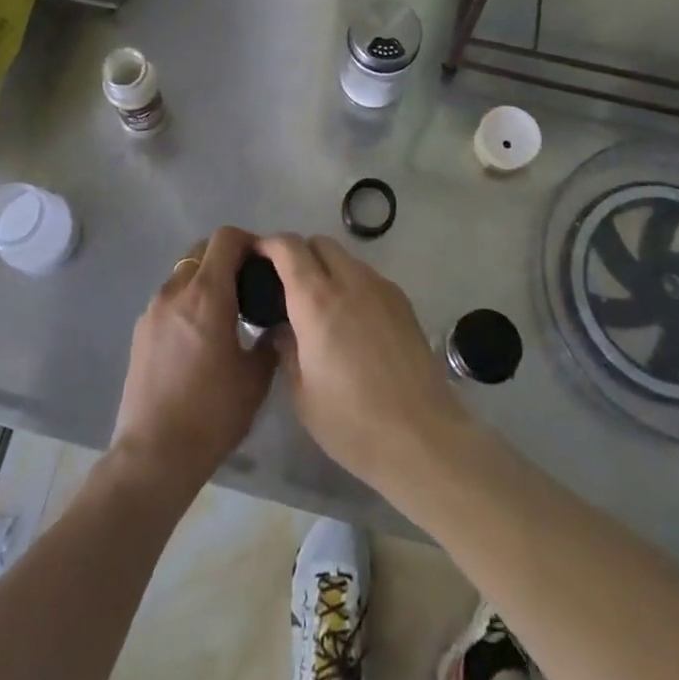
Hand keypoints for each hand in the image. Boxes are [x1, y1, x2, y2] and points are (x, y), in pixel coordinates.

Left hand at [110, 225, 274, 497]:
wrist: (153, 456)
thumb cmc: (211, 415)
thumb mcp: (255, 379)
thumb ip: (269, 341)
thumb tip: (275, 324)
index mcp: (206, 294)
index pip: (226, 238)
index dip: (249, 242)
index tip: (265, 264)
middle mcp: (175, 291)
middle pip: (202, 250)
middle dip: (227, 258)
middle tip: (248, 287)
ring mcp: (152, 310)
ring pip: (184, 274)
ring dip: (206, 280)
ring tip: (226, 314)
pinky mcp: (139, 331)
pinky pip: (170, 299)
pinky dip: (188, 302)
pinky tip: (200, 337)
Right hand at [258, 234, 473, 497]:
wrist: (421, 437)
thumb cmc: (351, 422)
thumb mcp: (302, 393)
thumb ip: (287, 349)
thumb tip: (284, 328)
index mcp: (316, 300)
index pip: (288, 248)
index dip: (269, 245)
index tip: (257, 257)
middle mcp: (350, 281)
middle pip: (320, 243)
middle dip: (299, 254)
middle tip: (287, 285)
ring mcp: (381, 288)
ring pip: (347, 259)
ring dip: (328, 269)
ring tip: (322, 308)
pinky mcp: (403, 302)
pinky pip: (369, 278)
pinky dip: (352, 286)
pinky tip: (353, 323)